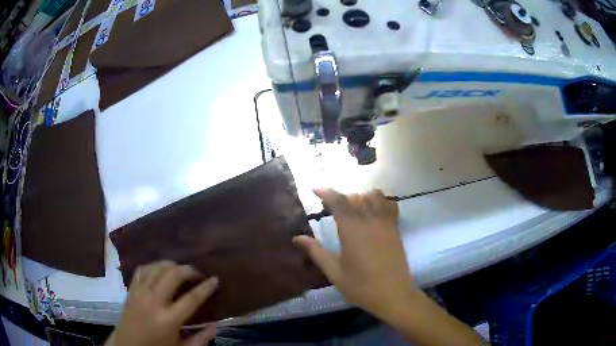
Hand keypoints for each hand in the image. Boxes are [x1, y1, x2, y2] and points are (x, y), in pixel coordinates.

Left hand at [105, 261, 218, 345]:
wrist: (128, 345)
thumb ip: (201, 339)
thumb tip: (217, 325)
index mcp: (169, 320)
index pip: (191, 299)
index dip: (205, 287)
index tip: (215, 279)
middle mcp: (154, 302)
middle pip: (172, 275)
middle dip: (188, 270)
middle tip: (197, 274)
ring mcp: (140, 293)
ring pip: (157, 268)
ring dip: (171, 265)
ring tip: (181, 270)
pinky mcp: (131, 290)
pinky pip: (142, 270)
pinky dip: (154, 266)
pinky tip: (161, 270)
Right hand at [294, 188, 414, 318]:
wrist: (393, 294)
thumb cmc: (361, 286)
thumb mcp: (334, 272)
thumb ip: (316, 252)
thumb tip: (297, 238)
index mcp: (352, 231)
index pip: (338, 201)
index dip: (326, 192)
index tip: (315, 190)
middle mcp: (369, 221)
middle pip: (355, 197)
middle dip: (341, 199)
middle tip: (332, 210)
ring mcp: (385, 223)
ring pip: (374, 195)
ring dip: (361, 197)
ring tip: (354, 209)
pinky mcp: (395, 228)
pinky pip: (389, 205)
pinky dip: (380, 201)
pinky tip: (374, 212)